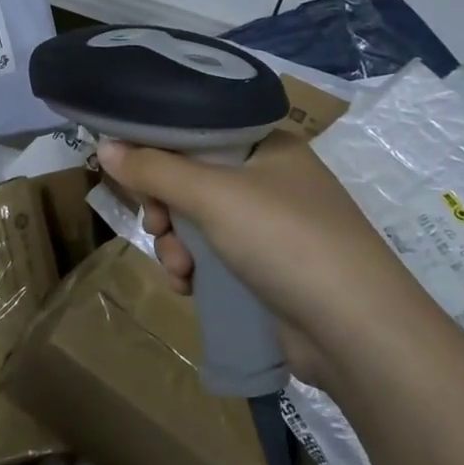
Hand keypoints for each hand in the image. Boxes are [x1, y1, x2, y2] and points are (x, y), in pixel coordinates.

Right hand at [97, 131, 429, 386]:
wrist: (359, 333)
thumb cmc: (285, 240)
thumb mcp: (212, 195)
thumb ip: (154, 169)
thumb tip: (104, 146)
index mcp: (267, 146)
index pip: (198, 131)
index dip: (159, 149)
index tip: (131, 172)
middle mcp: (271, 180)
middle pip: (193, 179)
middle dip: (165, 208)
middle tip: (156, 225)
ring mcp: (273, 227)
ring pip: (200, 222)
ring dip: (177, 244)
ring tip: (179, 268)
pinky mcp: (270, 269)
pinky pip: (216, 257)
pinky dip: (196, 269)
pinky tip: (188, 287)